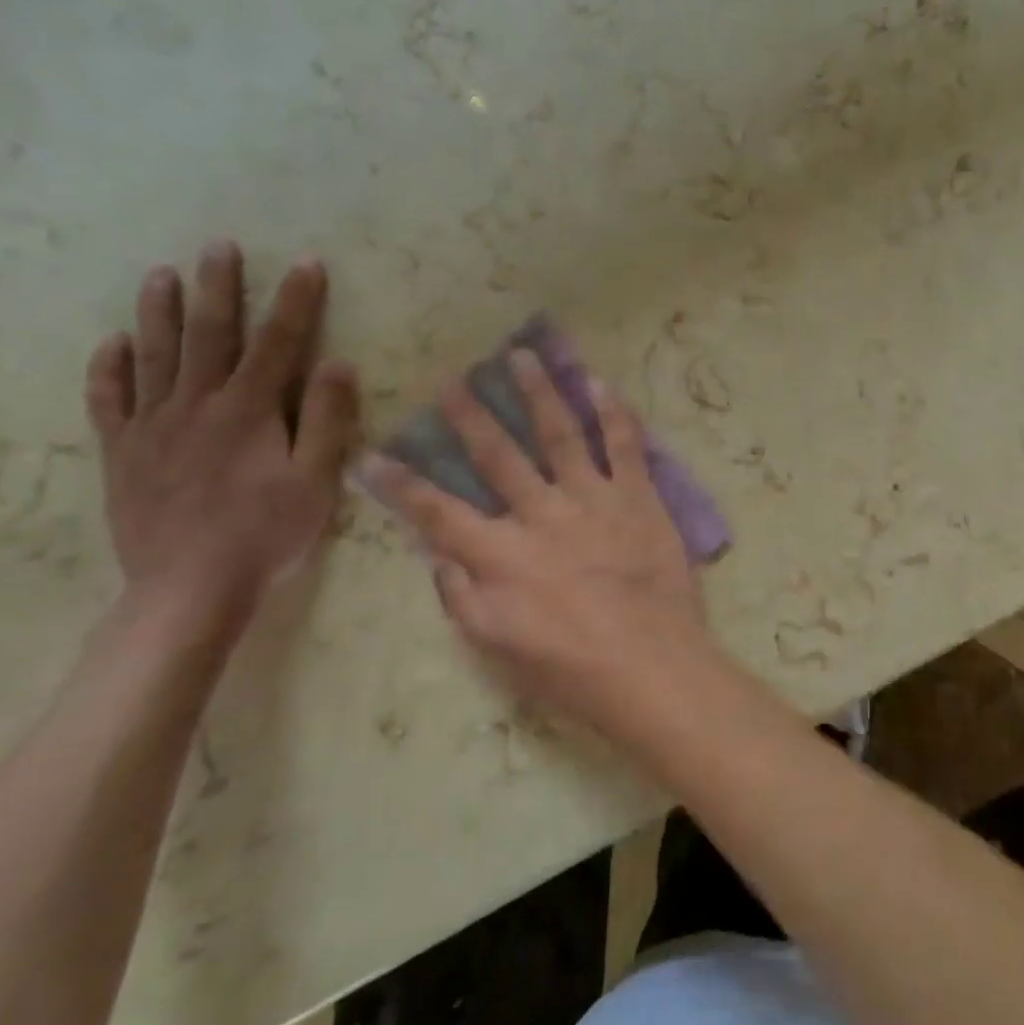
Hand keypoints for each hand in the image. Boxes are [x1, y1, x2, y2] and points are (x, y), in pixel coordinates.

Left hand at [84, 242, 358, 637]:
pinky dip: (109, 369)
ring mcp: (153, 427)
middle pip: (209, 334)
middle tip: (219, 246)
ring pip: (155, 356)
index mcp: (249, 409)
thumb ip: (327, 419)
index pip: (279, 341)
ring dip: (159, 311)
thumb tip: (338, 363)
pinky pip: (109, 401)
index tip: (307, 263)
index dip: (296, 300)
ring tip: (160, 273)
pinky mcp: (123, 453)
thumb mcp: (317, 480)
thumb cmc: (266, 533)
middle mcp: (197, 404)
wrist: (190, 587)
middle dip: (219, 287)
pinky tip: (113, 343)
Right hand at [360, 349, 717, 742]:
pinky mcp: (638, 497)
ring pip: (560, 433)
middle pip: (498, 455)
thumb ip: (462, 597)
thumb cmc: (571, 669)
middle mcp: (542, 514)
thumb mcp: (497, 648)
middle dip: (470, 415)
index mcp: (502, 554)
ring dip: (538, 392)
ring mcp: (593, 499)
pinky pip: (625, 445)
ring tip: (521, 355)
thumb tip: (438, 555)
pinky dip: (613, 412)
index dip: (400, 484)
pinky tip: (600, 383)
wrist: (652, 666)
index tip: (371, 455)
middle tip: (450, 380)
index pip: (437, 512)